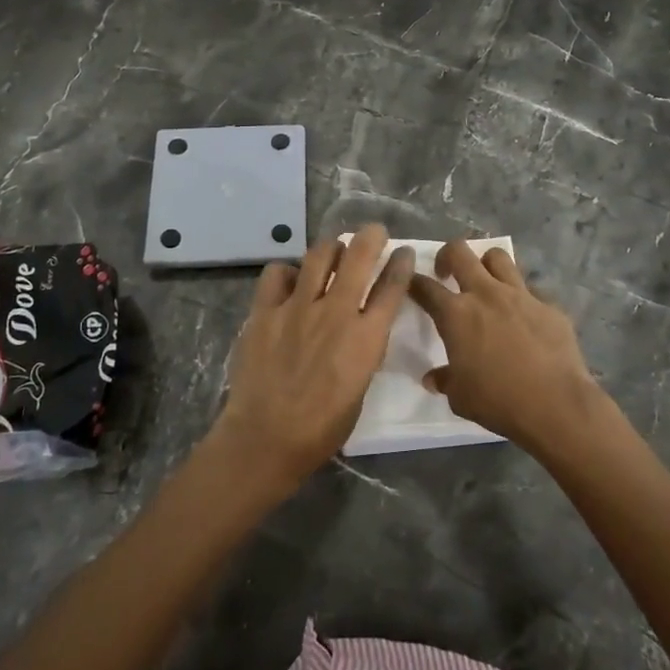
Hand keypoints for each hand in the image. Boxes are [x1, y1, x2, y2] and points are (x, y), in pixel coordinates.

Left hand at [214, 224, 414, 491]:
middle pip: (358, 256)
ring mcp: (298, 307)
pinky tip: (289, 281)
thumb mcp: (360, 389)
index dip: (401, 264)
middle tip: (374, 232)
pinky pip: (277, 273)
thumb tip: (362, 330)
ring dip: (331, 247)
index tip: (403, 253)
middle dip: (371, 237)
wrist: (266, 437)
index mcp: (366, 337)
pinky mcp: (266, 311)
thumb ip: (364, 351)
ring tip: (334, 249)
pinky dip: (287, 272)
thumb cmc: (322, 428)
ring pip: (319, 256)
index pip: (392, 287)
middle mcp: (336, 312)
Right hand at [408, 240, 607, 456]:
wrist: (556, 405)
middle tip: (447, 273)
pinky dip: (522, 298)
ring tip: (486, 282)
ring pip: (498, 257)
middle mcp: (486, 294)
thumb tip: (434, 378)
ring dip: (486, 264)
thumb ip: (445, 380)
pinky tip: (524, 318)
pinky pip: (531, 290)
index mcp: (456, 314)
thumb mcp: (460, 397)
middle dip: (447, 255)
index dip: (413, 282)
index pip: (425, 287)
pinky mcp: (548, 306)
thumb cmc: (498, 401)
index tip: (411, 284)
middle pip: (460, 252)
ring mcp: (520, 295)